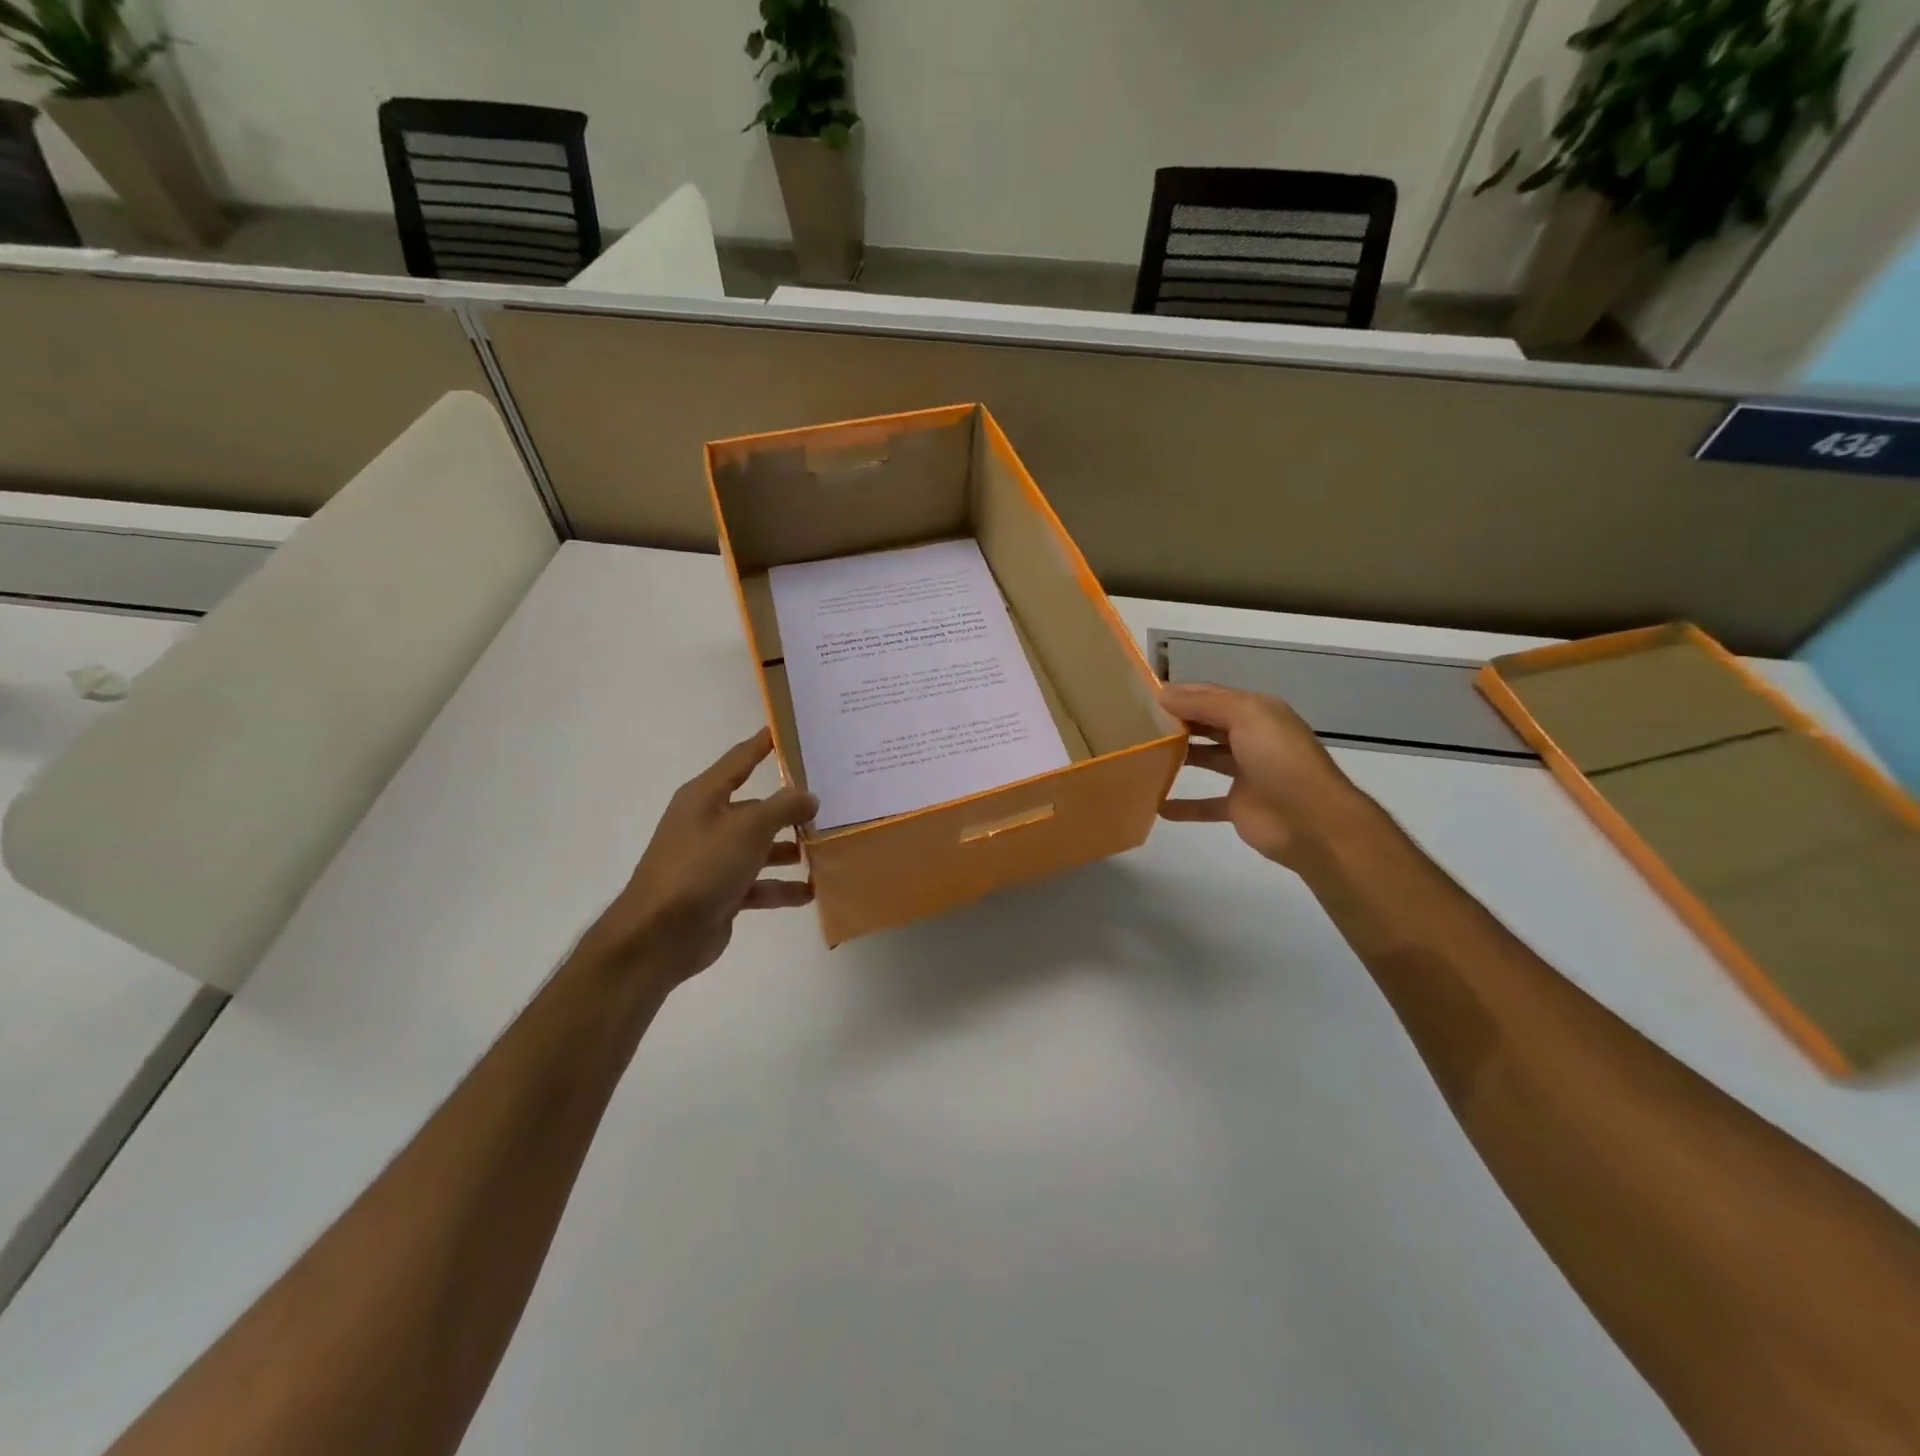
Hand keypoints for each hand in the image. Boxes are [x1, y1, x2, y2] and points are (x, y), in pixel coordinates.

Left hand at [576, 729, 817, 986]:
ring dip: (790, 849)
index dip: (763, 744)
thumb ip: (783, 807)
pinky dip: (782, 887)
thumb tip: (809, 796)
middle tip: (832, 802)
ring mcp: (714, 860)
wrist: (659, 936)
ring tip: (826, 849)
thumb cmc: (701, 867)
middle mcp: (708, 823)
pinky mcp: (721, 893)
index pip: (740, 760)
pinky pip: (759, 883)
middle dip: (791, 807)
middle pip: (757, 807)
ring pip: (760, 846)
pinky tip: (811, 891)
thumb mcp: (747, 829)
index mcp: (705, 797)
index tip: (789, 730)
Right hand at [1157, 682, 1369, 868]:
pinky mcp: (1239, 806)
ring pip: (1206, 759)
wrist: (1313, 822)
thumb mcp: (1246, 716)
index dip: (1180, 693)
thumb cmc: (1280, 760)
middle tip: (1135, 725)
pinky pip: (1205, 804)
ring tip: (1142, 756)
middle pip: (1207, 725)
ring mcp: (1246, 774)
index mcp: (1257, 712)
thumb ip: (1204, 703)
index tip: (1142, 697)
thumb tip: (1162, 694)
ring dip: (1178, 757)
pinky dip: (1183, 805)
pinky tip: (1157, 805)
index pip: (1211, 695)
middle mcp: (1252, 738)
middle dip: (1176, 723)